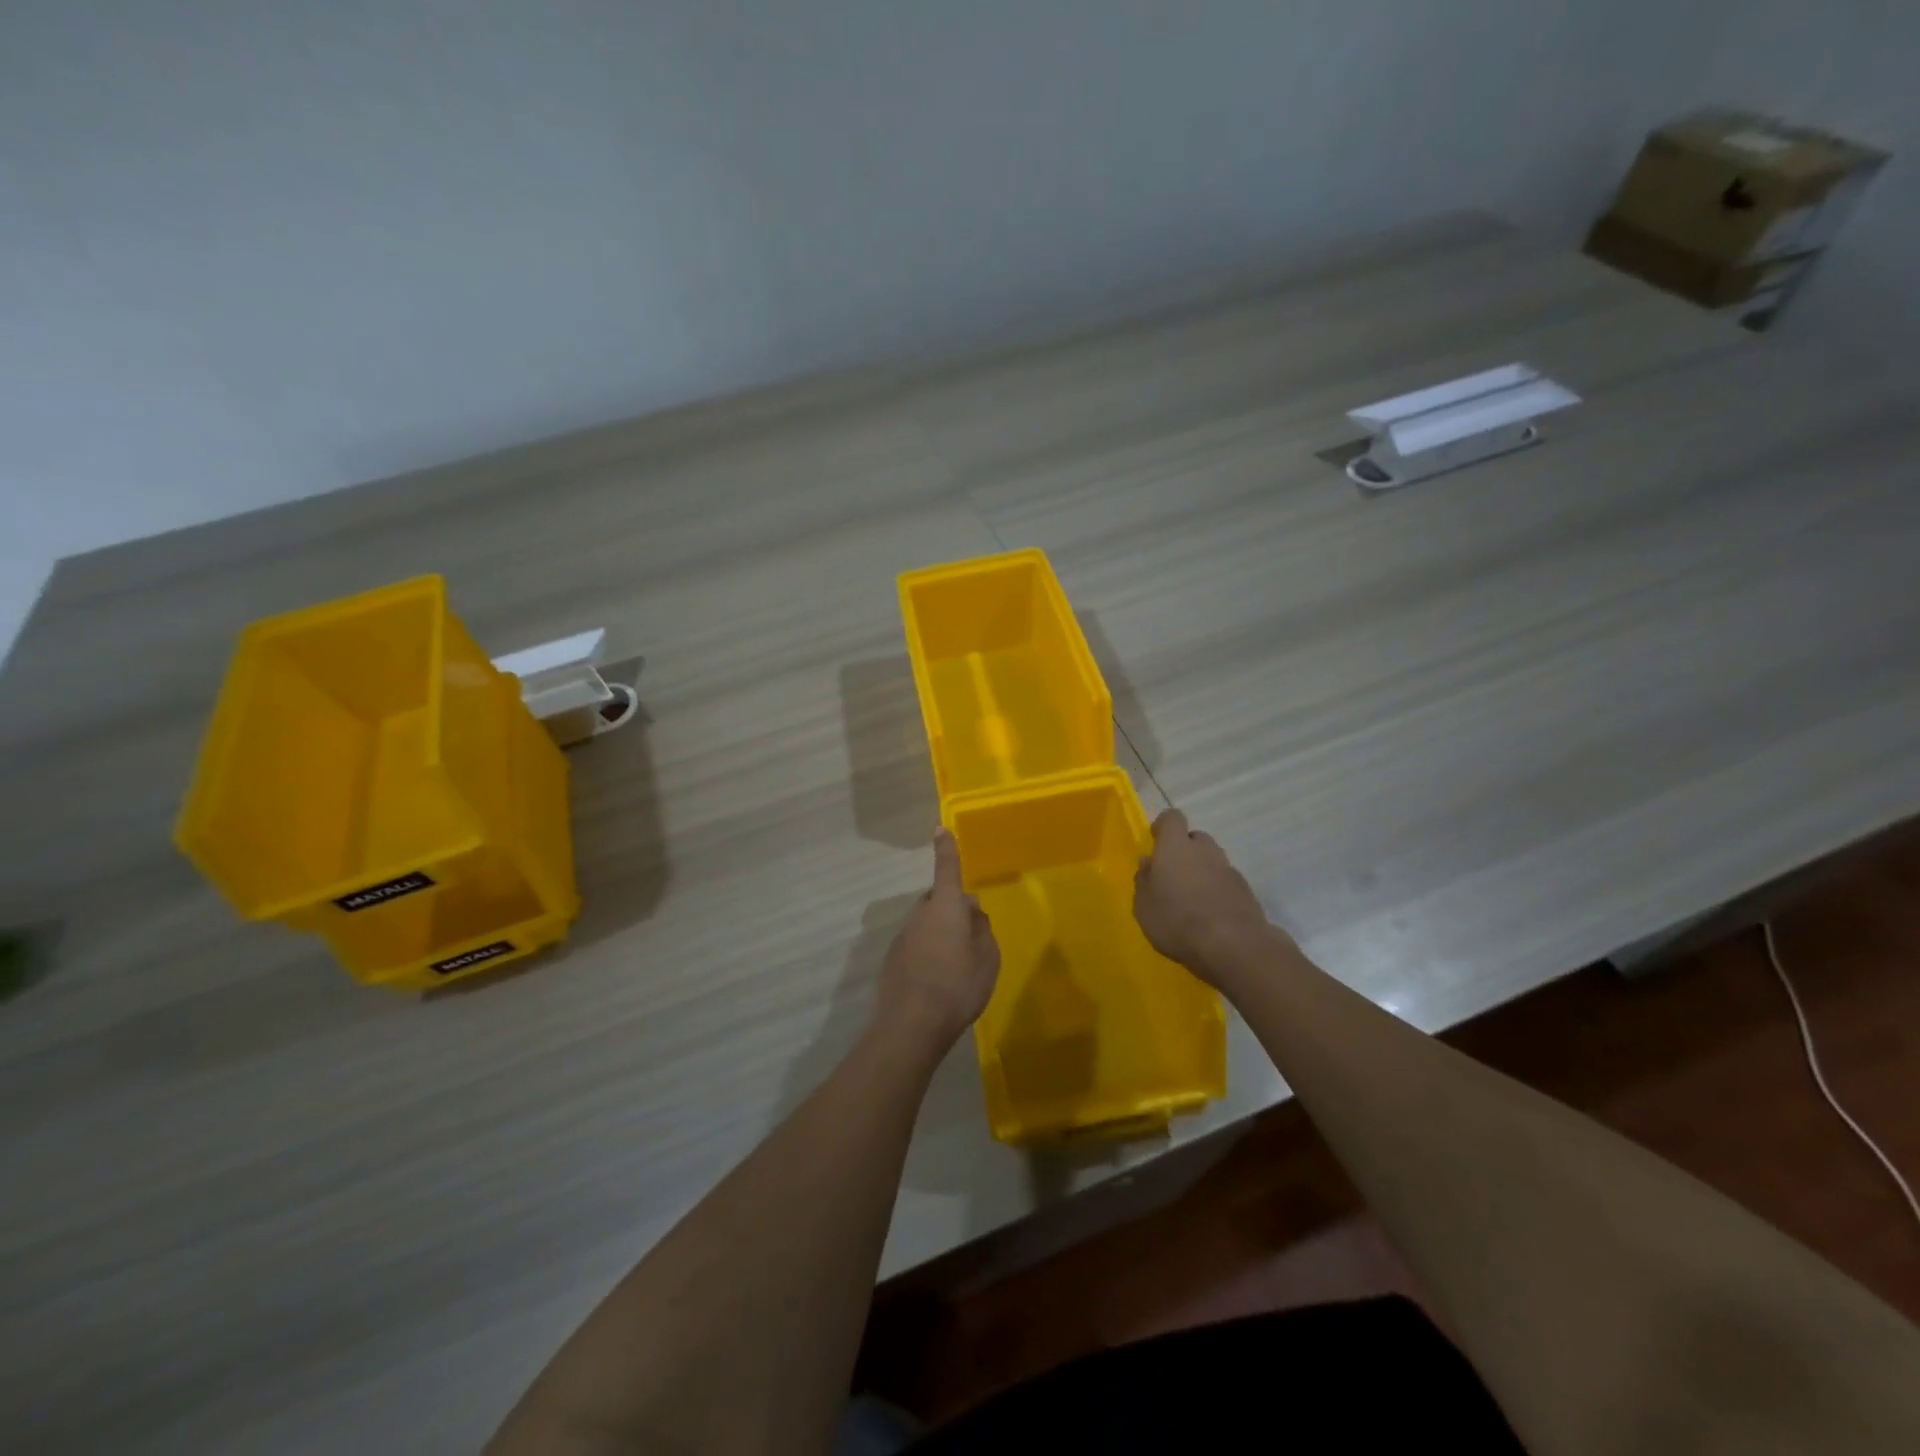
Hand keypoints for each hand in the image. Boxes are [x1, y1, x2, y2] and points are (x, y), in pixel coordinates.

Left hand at [875, 829, 1000, 1048]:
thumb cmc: (958, 986)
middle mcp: (920, 914)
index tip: (939, 828)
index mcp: (946, 907)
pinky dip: (928, 954)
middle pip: (940, 901)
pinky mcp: (893, 958)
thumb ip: (982, 929)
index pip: (947, 869)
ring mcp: (903, 936)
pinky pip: (917, 945)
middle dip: (954, 911)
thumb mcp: (987, 959)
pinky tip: (937, 981)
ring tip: (957, 967)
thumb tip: (972, 911)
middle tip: (972, 938)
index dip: (946, 849)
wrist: (910, 1025)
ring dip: (941, 935)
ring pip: (928, 924)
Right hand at [1134, 809, 1276, 989]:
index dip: (1163, 827)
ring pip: (1212, 861)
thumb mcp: (1144, 905)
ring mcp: (1229, 870)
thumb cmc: (1176, 921)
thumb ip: (1144, 880)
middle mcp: (1205, 850)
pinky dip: (1217, 892)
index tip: (1155, 842)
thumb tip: (1148, 862)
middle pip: (1195, 839)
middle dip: (1184, 851)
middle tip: (1172, 877)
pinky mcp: (1246, 891)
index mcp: (1175, 847)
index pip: (1172, 818)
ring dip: (1202, 872)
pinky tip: (1210, 916)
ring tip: (1191, 901)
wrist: (1233, 946)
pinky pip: (1226, 883)